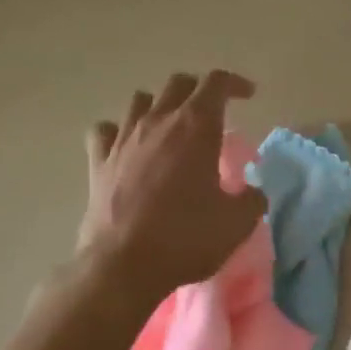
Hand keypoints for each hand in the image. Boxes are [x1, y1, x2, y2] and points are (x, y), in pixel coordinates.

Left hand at [76, 70, 266, 297]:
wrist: (122, 266)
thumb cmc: (186, 237)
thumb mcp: (237, 222)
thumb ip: (252, 200)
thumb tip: (252, 193)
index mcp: (197, 126)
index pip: (217, 83)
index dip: (235, 83)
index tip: (248, 95)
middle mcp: (159, 121)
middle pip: (179, 83)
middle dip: (200, 90)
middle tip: (213, 112)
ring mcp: (124, 139)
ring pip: (140, 100)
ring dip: (160, 105)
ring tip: (171, 126)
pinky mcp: (98, 162)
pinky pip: (105, 130)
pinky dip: (118, 131)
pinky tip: (128, 146)